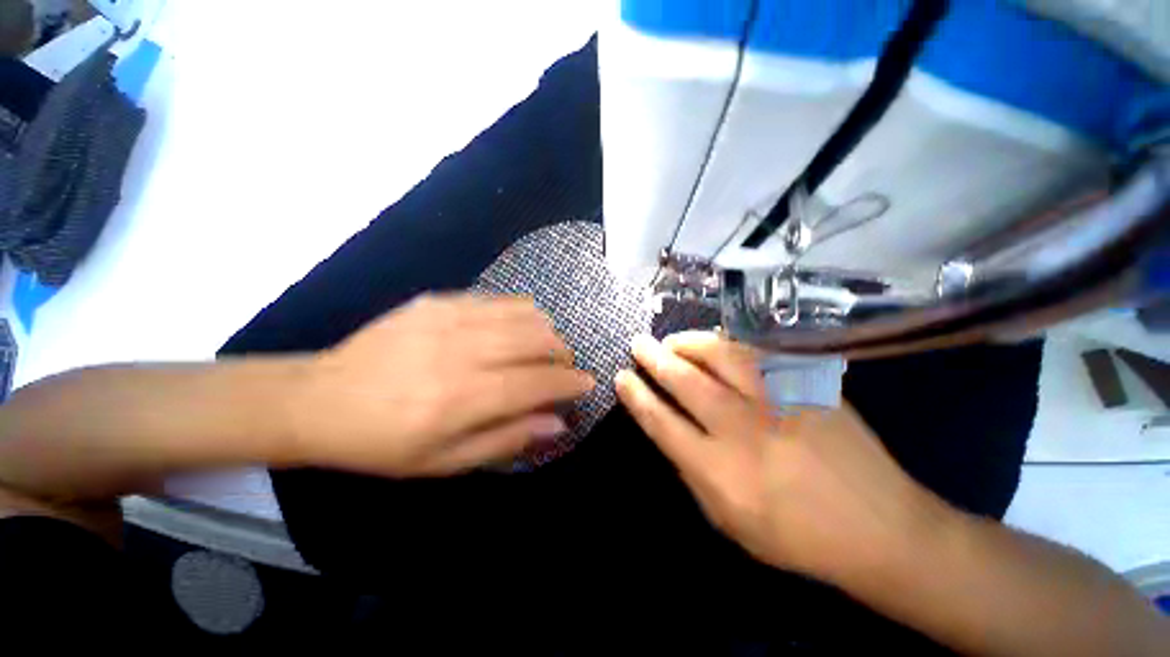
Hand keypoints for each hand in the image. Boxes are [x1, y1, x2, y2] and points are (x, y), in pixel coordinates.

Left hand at [291, 293, 593, 476]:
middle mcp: (463, 351)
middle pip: (538, 340)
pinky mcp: (439, 300)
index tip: (588, 384)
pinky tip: (518, 327)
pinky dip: (522, 312)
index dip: (570, 383)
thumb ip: (506, 439)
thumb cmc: (383, 443)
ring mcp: (451, 318)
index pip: (538, 382)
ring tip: (545, 348)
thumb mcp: (445, 462)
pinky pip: (499, 299)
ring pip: (525, 314)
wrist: (320, 398)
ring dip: (547, 332)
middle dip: (564, 354)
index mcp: (463, 398)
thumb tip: (556, 423)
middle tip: (564, 369)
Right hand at [615, 332, 949, 584]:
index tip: (622, 377)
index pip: (662, 422)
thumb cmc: (797, 537)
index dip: (637, 395)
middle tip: (638, 343)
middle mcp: (744, 430)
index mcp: (720, 471)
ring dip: (688, 342)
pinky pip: (758, 352)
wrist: (881, 528)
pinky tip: (715, 341)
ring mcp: (779, 403)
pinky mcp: (808, 388)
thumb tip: (668, 429)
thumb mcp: (728, 521)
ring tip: (672, 340)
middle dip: (654, 358)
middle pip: (685, 381)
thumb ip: (692, 472)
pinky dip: (728, 342)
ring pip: (720, 355)